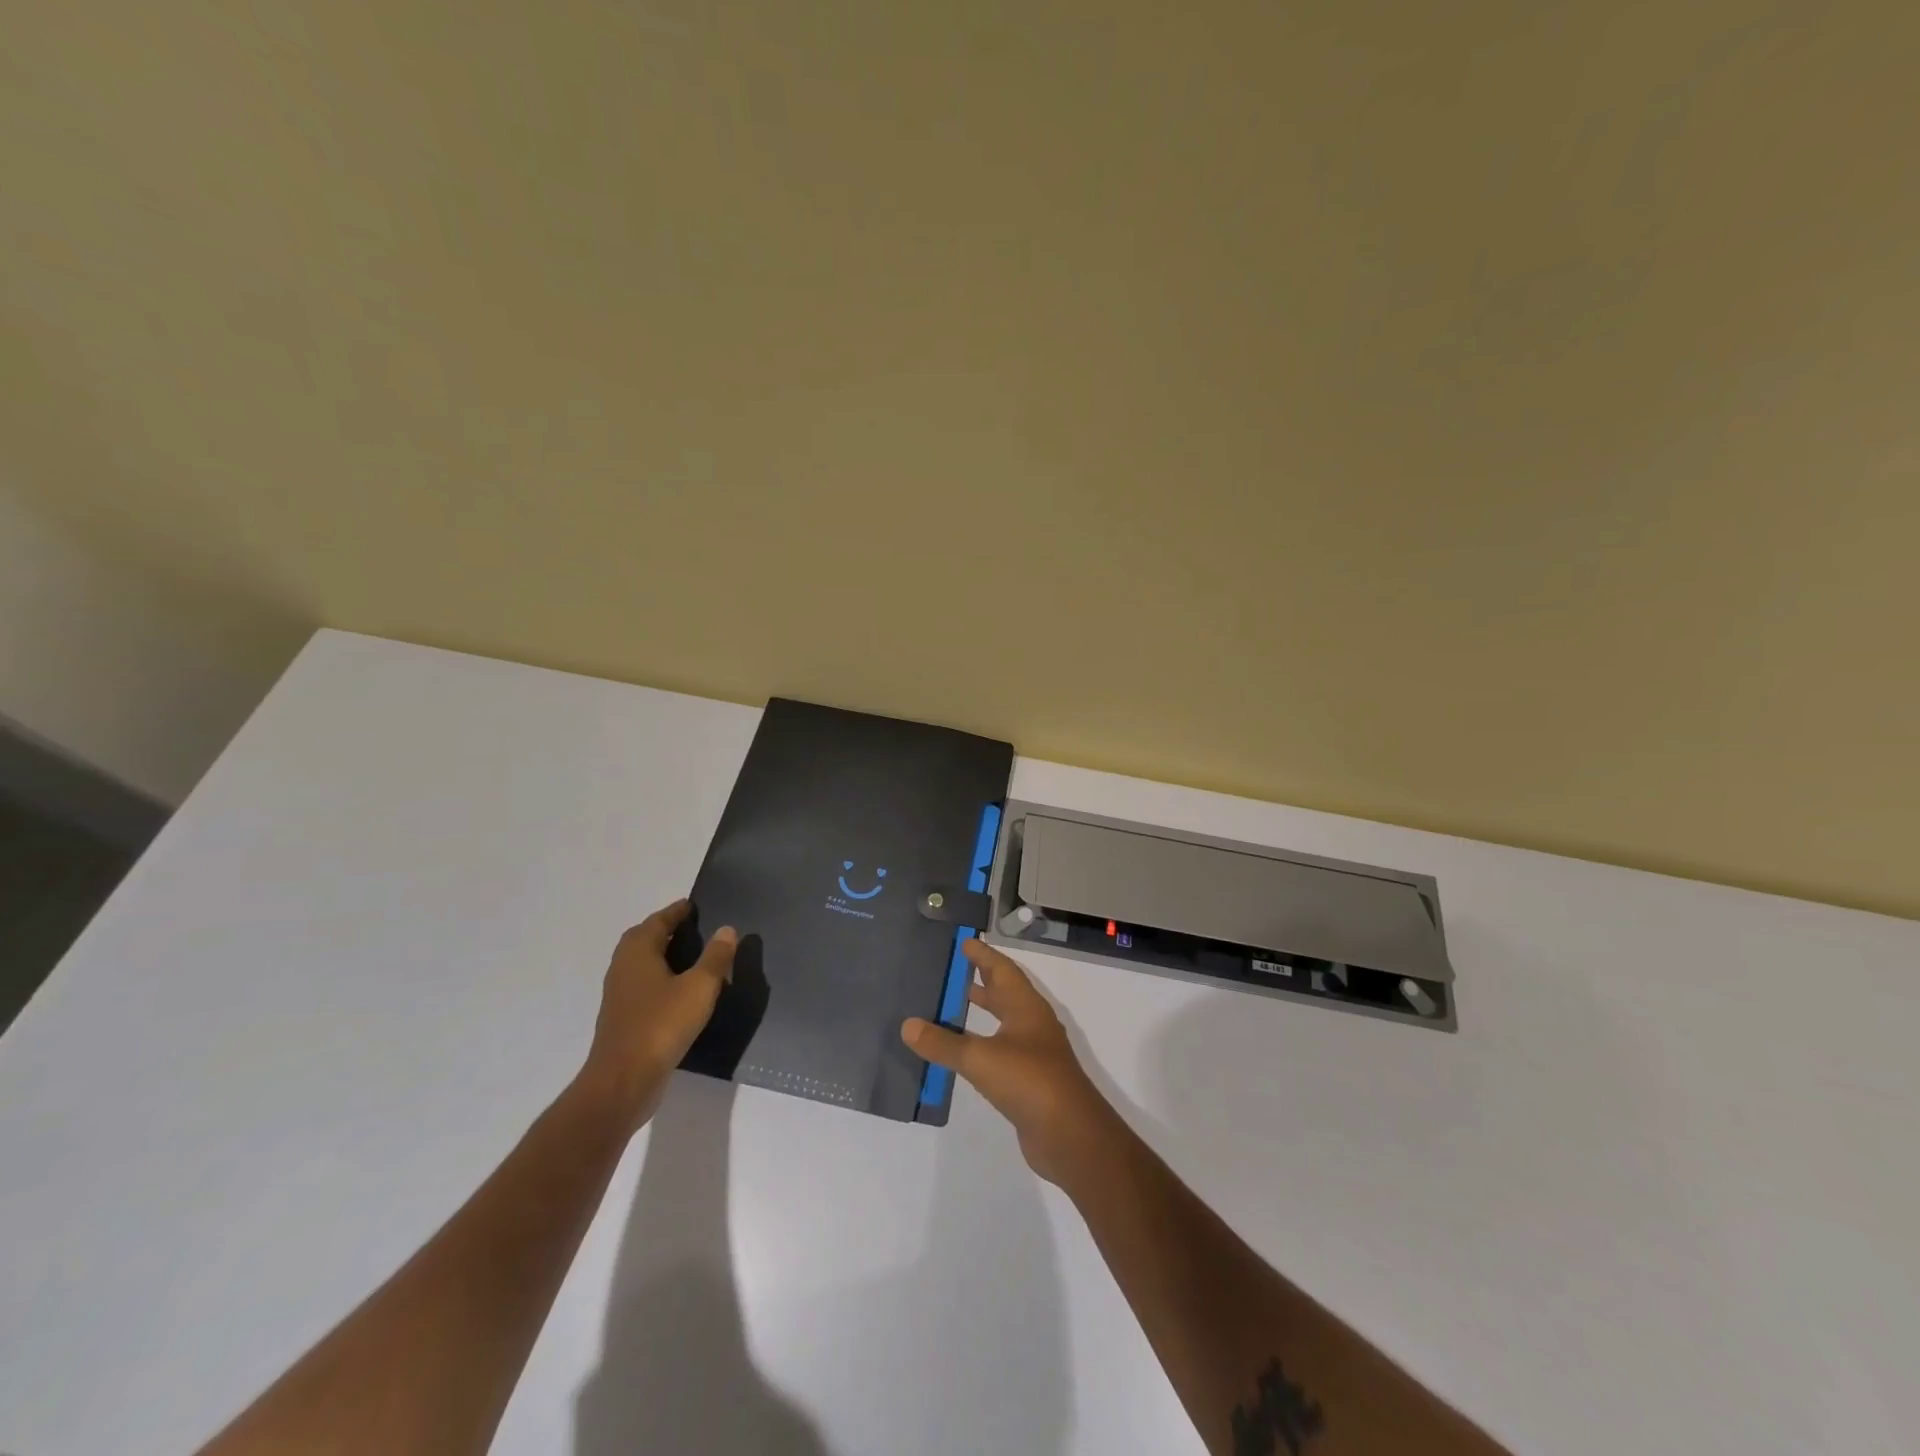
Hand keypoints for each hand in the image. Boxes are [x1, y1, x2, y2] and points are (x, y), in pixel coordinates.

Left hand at [579, 900, 735, 1131]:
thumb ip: (715, 957)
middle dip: (664, 930)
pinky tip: (679, 991)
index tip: (692, 905)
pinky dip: (659, 978)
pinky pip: (642, 985)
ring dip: (661, 955)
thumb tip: (726, 929)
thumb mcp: (699, 987)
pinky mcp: (622, 1018)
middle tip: (691, 927)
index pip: (658, 921)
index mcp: (638, 952)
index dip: (676, 912)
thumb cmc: (662, 1025)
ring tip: (690, 957)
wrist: (623, 1081)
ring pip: (641, 963)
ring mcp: (619, 995)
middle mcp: (623, 967)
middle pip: (643, 939)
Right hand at [902, 938, 1121, 1187]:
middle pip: (1004, 992)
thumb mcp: (981, 1058)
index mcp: (1026, 1008)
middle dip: (980, 979)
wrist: (1071, 1136)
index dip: (983, 956)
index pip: (1003, 970)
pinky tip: (961, 1053)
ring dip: (980, 1012)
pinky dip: (979, 1044)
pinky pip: (999, 1051)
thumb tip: (908, 1025)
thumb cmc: (1029, 1081)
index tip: (963, 942)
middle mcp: (1032, 1024)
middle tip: (950, 969)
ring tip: (947, 1006)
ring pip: (1002, 1022)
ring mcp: (1033, 1053)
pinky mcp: (1028, 1081)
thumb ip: (943, 1043)